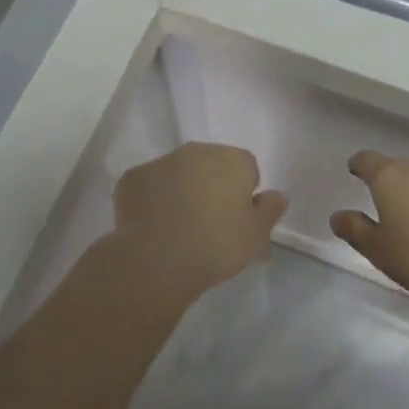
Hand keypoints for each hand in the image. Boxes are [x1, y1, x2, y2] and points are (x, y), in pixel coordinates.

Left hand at [112, 142, 287, 300]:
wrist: (158, 257)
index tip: (237, 220)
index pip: (247, 168)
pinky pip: (149, 186)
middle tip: (209, 225)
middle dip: (212, 186)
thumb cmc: (216, 245)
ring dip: (181, 191)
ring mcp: (161, 161)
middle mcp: (197, 151)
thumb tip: (276, 195)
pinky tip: (153, 228)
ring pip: (178, 172)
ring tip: (179, 229)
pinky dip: (152, 200)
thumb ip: (270, 211)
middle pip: (211, 165)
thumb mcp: (256, 236)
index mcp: (232, 160)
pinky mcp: (132, 177)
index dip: (244, 194)